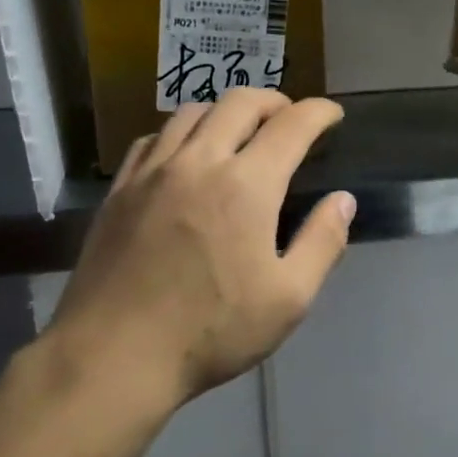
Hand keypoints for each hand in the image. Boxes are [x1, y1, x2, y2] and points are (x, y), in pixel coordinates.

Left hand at [47, 90, 355, 408]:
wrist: (113, 356)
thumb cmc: (211, 331)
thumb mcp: (288, 299)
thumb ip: (322, 242)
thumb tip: (344, 200)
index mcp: (247, 185)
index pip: (292, 125)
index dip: (319, 112)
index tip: (332, 114)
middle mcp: (200, 161)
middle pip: (240, 102)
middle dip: (274, 101)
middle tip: (289, 118)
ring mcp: (153, 171)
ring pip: (193, 112)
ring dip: (227, 111)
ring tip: (240, 130)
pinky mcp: (120, 188)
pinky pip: (155, 137)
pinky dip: (182, 132)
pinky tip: (186, 153)